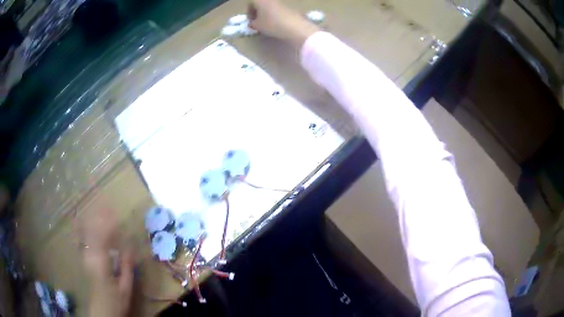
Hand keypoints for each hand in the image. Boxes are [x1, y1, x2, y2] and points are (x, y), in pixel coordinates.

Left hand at [83, 202, 133, 316]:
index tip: (114, 211)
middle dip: (99, 216)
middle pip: (92, 231)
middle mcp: (90, 256)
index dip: (108, 223)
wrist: (101, 309)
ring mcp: (85, 255)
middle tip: (105, 202)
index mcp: (101, 263)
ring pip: (86, 232)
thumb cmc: (116, 300)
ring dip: (92, 218)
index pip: (103, 237)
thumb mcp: (125, 286)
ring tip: (97, 207)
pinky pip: (82, 238)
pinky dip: (84, 227)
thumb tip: (129, 246)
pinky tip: (84, 219)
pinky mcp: (84, 257)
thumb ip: (126, 266)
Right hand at [248, 0, 319, 47]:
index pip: (250, 3)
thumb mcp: (257, 26)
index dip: (249, 13)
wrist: (294, 26)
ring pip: (270, 6)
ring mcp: (281, 2)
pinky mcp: (289, 6)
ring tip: (267, 24)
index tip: (250, 21)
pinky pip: (278, 9)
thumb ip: (252, 23)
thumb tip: (253, 23)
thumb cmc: (272, 24)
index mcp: (260, 0)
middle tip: (258, 22)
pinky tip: (277, 23)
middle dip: (258, 12)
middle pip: (261, 4)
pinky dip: (275, 14)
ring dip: (267, 13)